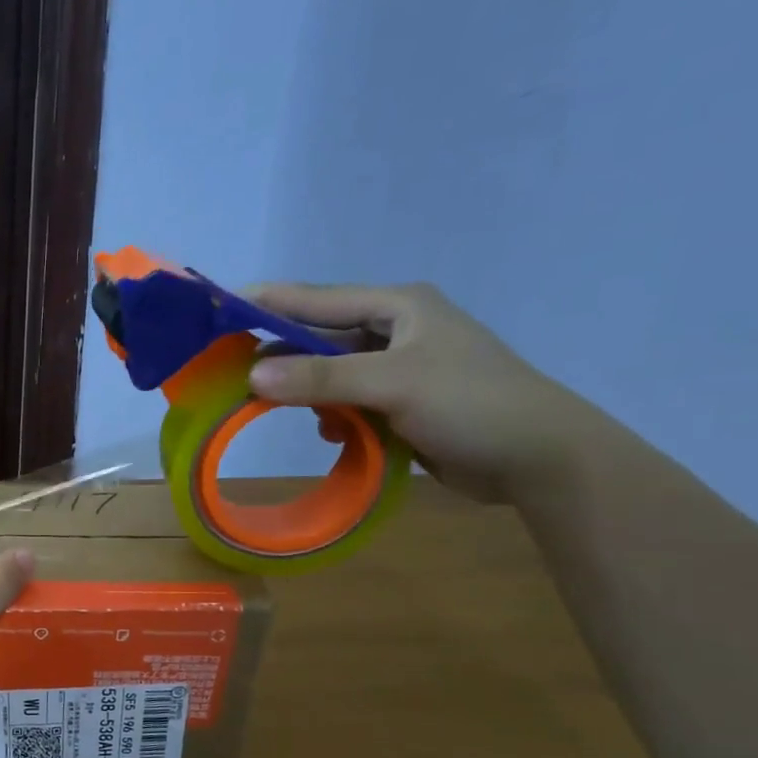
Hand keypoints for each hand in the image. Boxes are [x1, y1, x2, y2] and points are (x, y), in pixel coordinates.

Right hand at [245, 283, 600, 501]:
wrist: (539, 458)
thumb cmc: (472, 404)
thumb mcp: (393, 384)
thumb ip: (322, 378)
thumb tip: (252, 376)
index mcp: (399, 307)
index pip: (317, 299)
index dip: (268, 303)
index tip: (218, 310)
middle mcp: (396, 331)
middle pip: (320, 338)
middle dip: (282, 358)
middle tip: (235, 375)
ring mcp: (399, 369)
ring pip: (331, 375)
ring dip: (310, 395)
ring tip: (288, 413)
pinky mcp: (401, 404)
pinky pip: (349, 404)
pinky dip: (335, 418)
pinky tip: (336, 435)